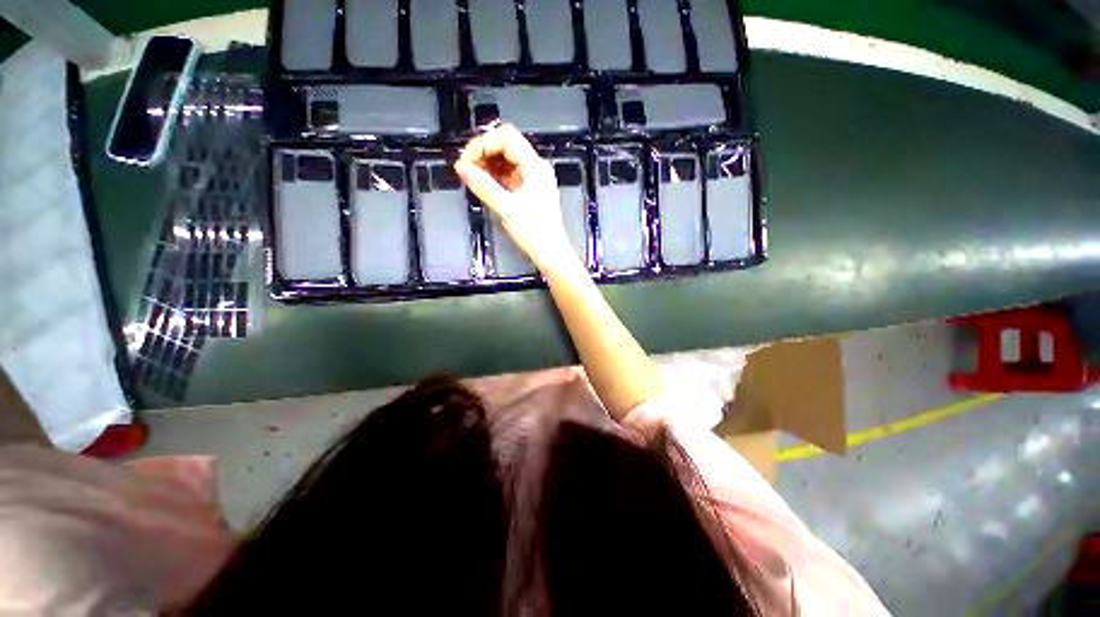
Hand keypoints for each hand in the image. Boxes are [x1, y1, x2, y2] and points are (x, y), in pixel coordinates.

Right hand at [454, 124, 576, 271]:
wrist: (551, 253)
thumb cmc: (534, 232)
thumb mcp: (506, 208)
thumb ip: (483, 185)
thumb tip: (460, 168)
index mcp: (535, 166)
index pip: (507, 137)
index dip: (483, 143)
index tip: (466, 160)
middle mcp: (535, 168)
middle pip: (506, 145)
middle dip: (483, 152)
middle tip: (466, 168)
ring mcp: (533, 179)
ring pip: (506, 160)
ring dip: (487, 164)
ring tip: (471, 175)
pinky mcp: (529, 191)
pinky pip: (509, 175)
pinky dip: (494, 176)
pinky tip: (482, 182)